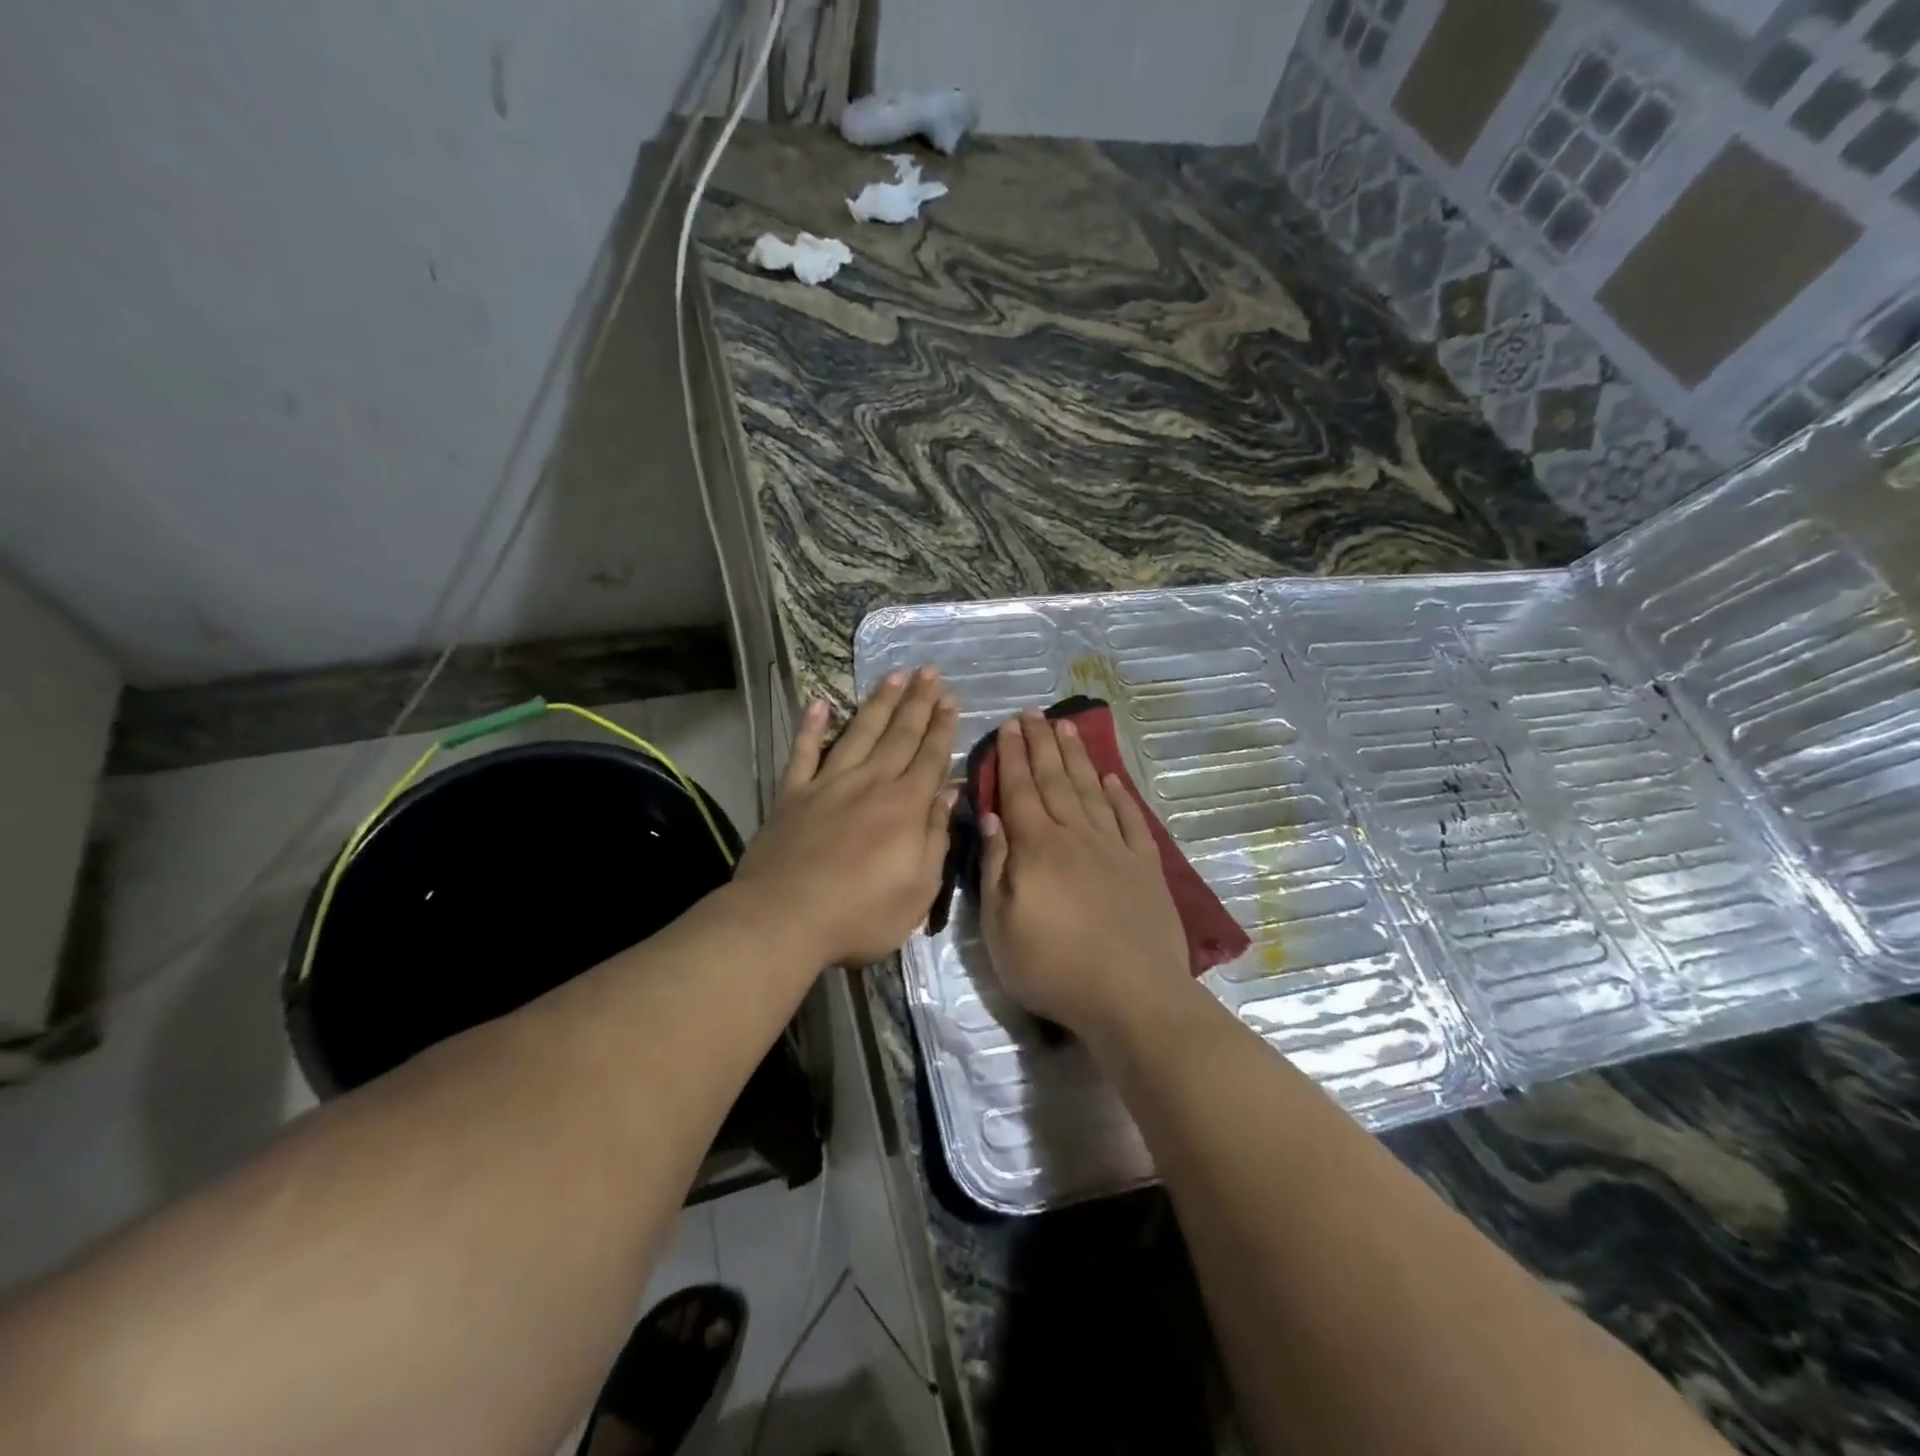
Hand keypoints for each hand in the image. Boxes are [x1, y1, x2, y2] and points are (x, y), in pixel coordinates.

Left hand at [734, 667, 957, 966]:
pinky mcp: (793, 794)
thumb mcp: (918, 890)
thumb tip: (951, 793)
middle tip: (929, 671)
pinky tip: (819, 703)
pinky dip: (811, 726)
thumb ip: (937, 837)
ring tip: (893, 676)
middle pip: (899, 735)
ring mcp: (828, 784)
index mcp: (904, 807)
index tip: (951, 699)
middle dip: (917, 702)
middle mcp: (870, 784)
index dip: (943, 727)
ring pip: (859, 733)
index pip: (930, 757)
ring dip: (878, 703)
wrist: (784, 919)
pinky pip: (804, 752)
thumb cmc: (860, 915)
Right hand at [979, 710, 1194, 1042]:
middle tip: (1034, 713)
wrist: (1132, 996)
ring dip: (1077, 758)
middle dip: (1041, 744)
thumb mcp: (1001, 927)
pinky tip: (1112, 779)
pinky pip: (1130, 820)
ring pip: (1091, 791)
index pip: (1020, 791)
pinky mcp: (1146, 867)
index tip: (1008, 726)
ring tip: (1067, 728)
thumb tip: (992, 818)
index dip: (1013, 757)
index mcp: (1038, 848)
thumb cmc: (1054, 967)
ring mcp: (1115, 848)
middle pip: (1056, 781)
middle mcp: (1076, 836)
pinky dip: (1120, 796)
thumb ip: (996, 868)